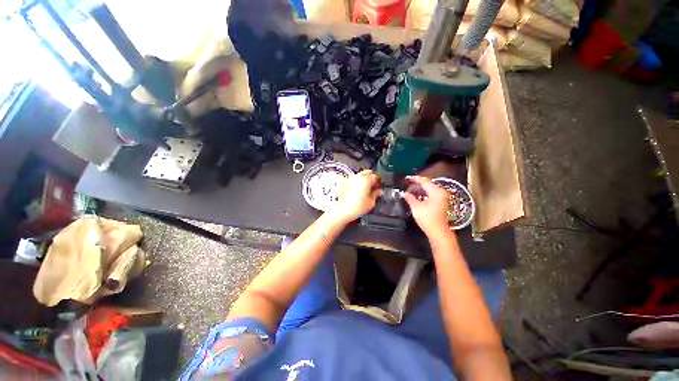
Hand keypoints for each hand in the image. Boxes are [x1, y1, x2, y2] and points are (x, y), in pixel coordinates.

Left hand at [330, 170, 381, 222]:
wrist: (343, 210)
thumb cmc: (356, 207)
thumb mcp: (371, 202)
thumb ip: (376, 194)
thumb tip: (378, 191)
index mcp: (366, 180)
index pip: (376, 176)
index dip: (379, 181)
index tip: (379, 186)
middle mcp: (357, 177)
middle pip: (367, 173)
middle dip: (371, 178)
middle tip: (372, 186)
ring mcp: (350, 179)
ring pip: (359, 175)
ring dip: (363, 180)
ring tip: (364, 189)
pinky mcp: (344, 182)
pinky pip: (352, 180)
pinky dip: (356, 183)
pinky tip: (357, 191)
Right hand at [402, 176, 450, 237]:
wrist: (438, 231)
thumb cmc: (427, 218)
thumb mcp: (416, 207)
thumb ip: (409, 198)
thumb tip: (404, 193)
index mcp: (436, 191)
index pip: (424, 181)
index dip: (414, 179)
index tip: (406, 178)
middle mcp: (440, 192)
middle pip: (427, 184)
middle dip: (416, 184)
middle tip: (407, 185)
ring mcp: (442, 197)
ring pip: (429, 189)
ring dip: (419, 189)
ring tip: (410, 191)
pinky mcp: (440, 202)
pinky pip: (431, 193)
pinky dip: (423, 193)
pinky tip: (416, 196)